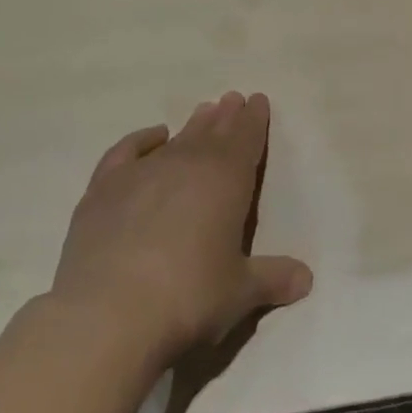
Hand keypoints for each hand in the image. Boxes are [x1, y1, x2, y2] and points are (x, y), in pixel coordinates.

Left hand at [50, 92, 312, 363]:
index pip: (247, 138)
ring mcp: (144, 171)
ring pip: (178, 138)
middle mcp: (189, 163)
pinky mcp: (105, 188)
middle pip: (213, 131)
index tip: (258, 100)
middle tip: (233, 99)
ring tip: (204, 110)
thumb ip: (272, 279)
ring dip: (194, 124)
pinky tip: (153, 136)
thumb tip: (306, 280)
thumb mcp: (238, 293)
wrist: (107, 313)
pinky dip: (142, 139)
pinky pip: (128, 150)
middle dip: (227, 116)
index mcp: (228, 178)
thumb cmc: (187, 297)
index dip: (255, 119)